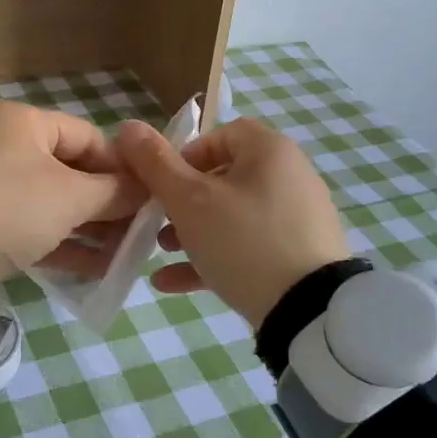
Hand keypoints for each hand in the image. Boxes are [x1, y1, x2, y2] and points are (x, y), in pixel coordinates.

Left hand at [0, 101, 144, 278]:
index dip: (123, 168)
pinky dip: (61, 244)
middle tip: (138, 232)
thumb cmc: (15, 205)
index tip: (149, 196)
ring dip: (89, 229)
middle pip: (71, 173)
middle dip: (107, 205)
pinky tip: (96, 269)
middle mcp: (3, 145)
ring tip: (123, 255)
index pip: (88, 138)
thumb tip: (147, 190)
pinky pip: (31, 227)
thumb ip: (115, 192)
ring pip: (52, 204)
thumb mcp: (73, 197)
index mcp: (22, 123)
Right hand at [116, 117, 350, 329]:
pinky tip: (172, 283)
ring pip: (233, 216)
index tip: (161, 183)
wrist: (309, 311)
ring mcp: (297, 218)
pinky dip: (214, 257)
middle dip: (182, 201)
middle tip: (157, 222)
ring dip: (192, 231)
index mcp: (270, 151)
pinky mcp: (299, 255)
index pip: (222, 134)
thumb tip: (127, 127)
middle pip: (225, 178)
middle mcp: (290, 176)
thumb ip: (155, 163)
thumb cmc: (243, 241)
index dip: (185, 154)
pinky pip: (249, 246)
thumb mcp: (189, 201)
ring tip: (162, 252)